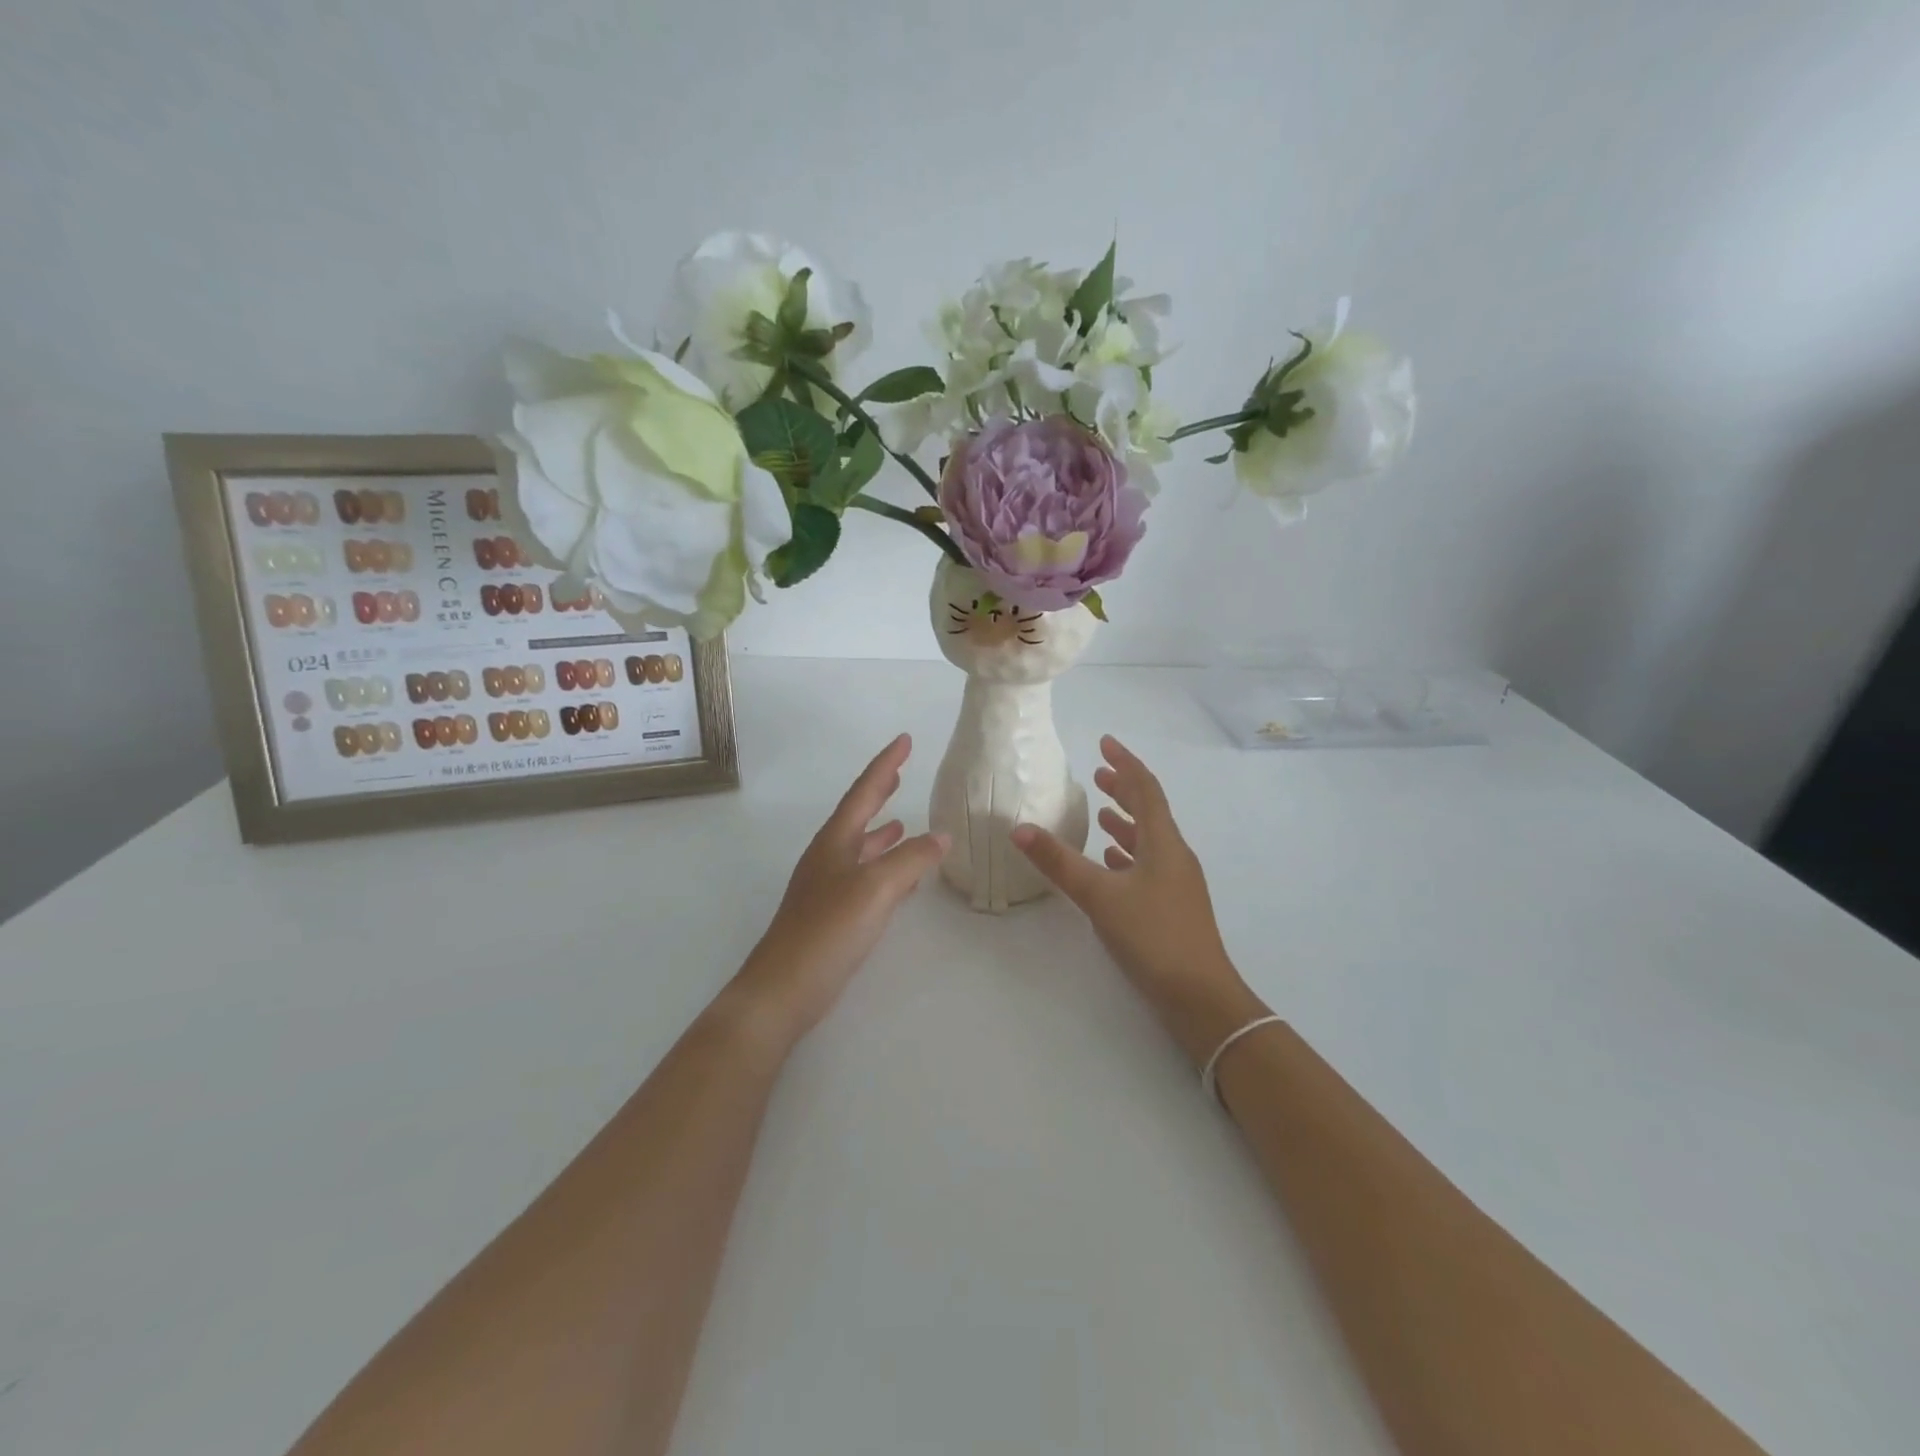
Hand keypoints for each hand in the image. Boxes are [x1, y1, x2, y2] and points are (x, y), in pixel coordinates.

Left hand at [728, 734, 948, 1048]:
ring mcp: (828, 887)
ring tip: (904, 822)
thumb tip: (941, 837)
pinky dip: (885, 868)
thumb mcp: (875, 888)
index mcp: (835, 841)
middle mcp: (829, 857)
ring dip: (882, 831)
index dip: (885, 764)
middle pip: (858, 814)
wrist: (784, 988)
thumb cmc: (828, 930)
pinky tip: (902, 879)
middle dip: (880, 791)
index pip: (864, 792)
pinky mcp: (833, 915)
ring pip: (862, 848)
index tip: (905, 739)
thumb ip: (910, 859)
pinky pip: (865, 878)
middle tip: (900, 771)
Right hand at [1012, 736, 1266, 1065]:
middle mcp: (1175, 855)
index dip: (1125, 763)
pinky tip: (1111, 863)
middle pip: (1150, 811)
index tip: (1105, 742)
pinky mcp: (1173, 906)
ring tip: (1101, 813)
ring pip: (1149, 839)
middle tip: (1099, 774)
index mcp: (1164, 843)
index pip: (1146, 789)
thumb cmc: (1153, 936)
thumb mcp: (1100, 896)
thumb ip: (1059, 862)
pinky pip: (1149, 866)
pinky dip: (1128, 854)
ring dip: (1126, 822)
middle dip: (1124, 789)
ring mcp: (1178, 882)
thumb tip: (1019, 829)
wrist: (1200, 996)